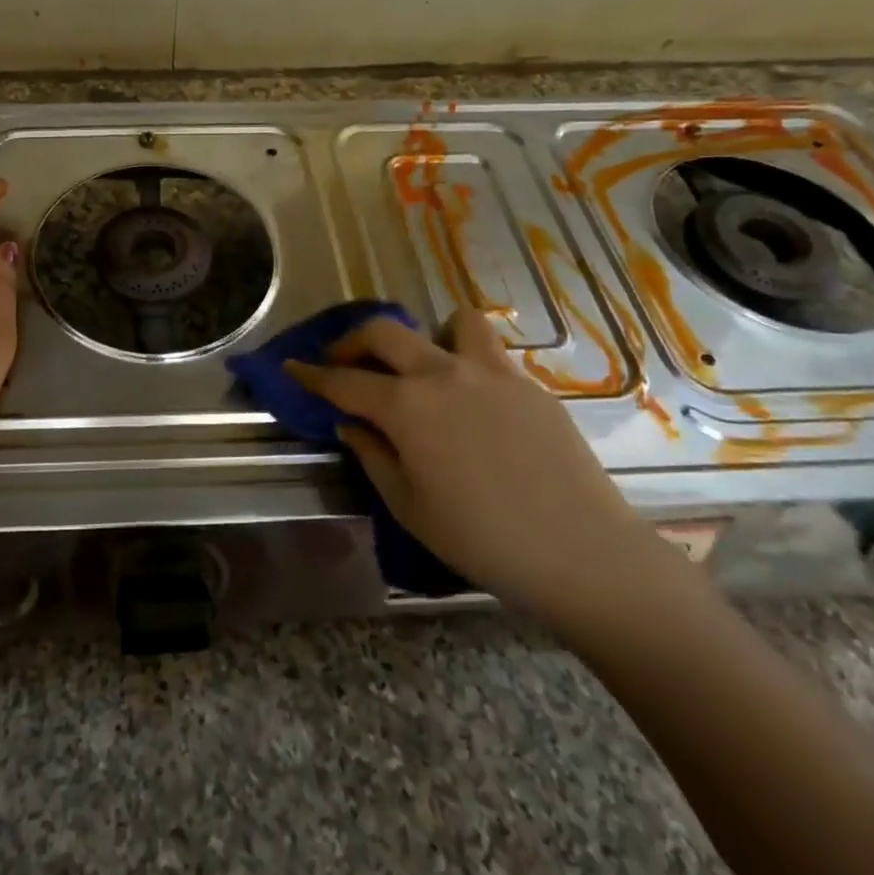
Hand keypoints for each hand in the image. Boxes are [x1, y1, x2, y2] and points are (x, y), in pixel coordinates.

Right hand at [287, 311, 671, 620]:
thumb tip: (352, 424)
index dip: (312, 374)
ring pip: (451, 322)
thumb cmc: (481, 539)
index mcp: (406, 406)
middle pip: (385, 332)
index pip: (344, 381)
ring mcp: (491, 372)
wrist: (581, 552)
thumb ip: (372, 454)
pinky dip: (467, 360)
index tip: (292, 366)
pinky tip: (471, 401)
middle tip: (344, 361)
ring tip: (425, 367)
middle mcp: (442, 374)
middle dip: (353, 340)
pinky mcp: (528, 384)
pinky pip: (489, 353)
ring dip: (427, 335)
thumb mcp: (408, 505)